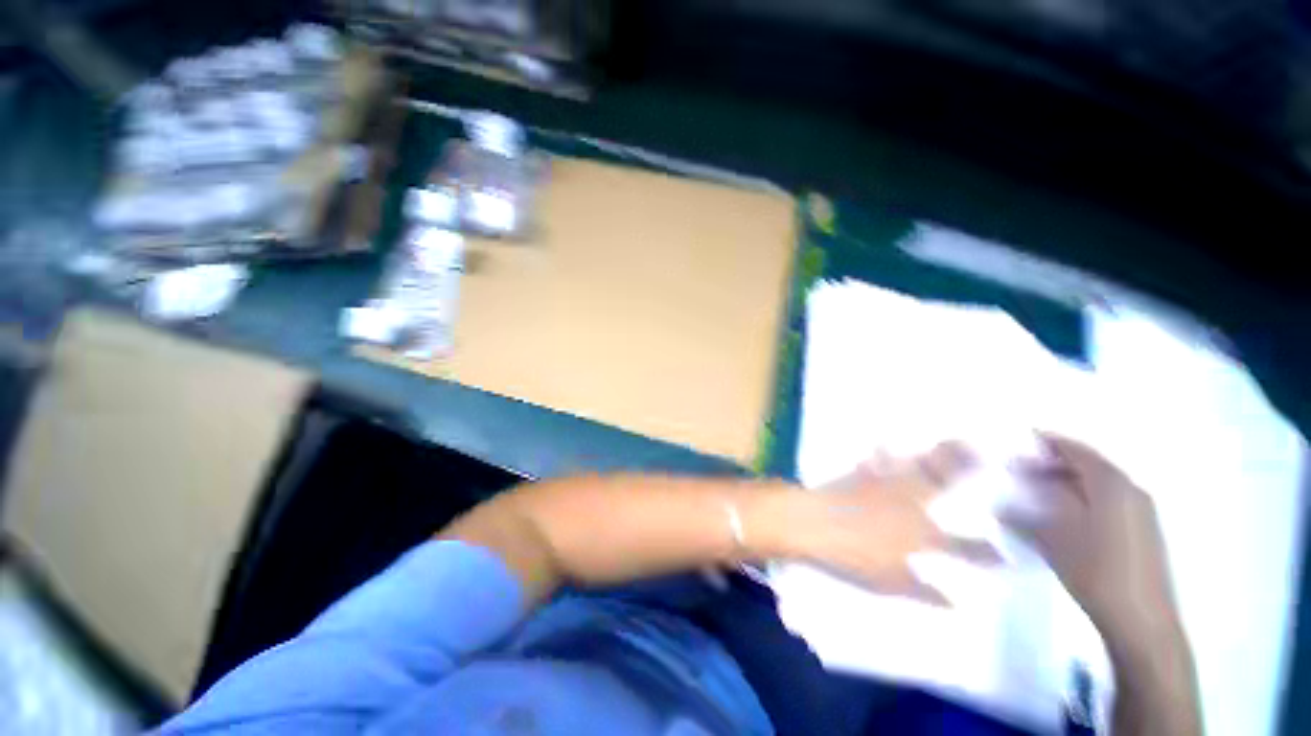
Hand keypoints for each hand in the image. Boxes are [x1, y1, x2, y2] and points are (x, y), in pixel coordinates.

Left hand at [788, 443, 1000, 605]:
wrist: (812, 522)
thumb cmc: (851, 556)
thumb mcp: (889, 582)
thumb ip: (923, 591)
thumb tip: (954, 603)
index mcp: (922, 534)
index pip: (966, 546)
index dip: (988, 551)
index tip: (1008, 553)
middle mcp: (911, 503)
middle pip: (946, 485)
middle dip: (971, 471)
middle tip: (991, 454)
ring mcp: (886, 483)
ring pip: (920, 465)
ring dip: (939, 453)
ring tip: (958, 438)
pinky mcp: (862, 472)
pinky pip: (879, 458)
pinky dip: (886, 450)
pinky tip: (889, 439)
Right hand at [1005, 433, 1183, 646]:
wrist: (1140, 621)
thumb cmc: (1095, 570)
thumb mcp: (1054, 534)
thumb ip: (1029, 504)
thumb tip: (1008, 484)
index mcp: (1112, 483)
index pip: (1074, 449)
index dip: (1045, 441)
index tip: (1016, 439)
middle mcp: (1130, 489)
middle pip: (1086, 465)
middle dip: (1050, 464)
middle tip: (1017, 470)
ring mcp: (1140, 512)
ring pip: (1095, 485)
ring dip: (1064, 483)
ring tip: (1032, 493)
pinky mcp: (1141, 532)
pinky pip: (1105, 502)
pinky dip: (1079, 499)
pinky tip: (1059, 516)